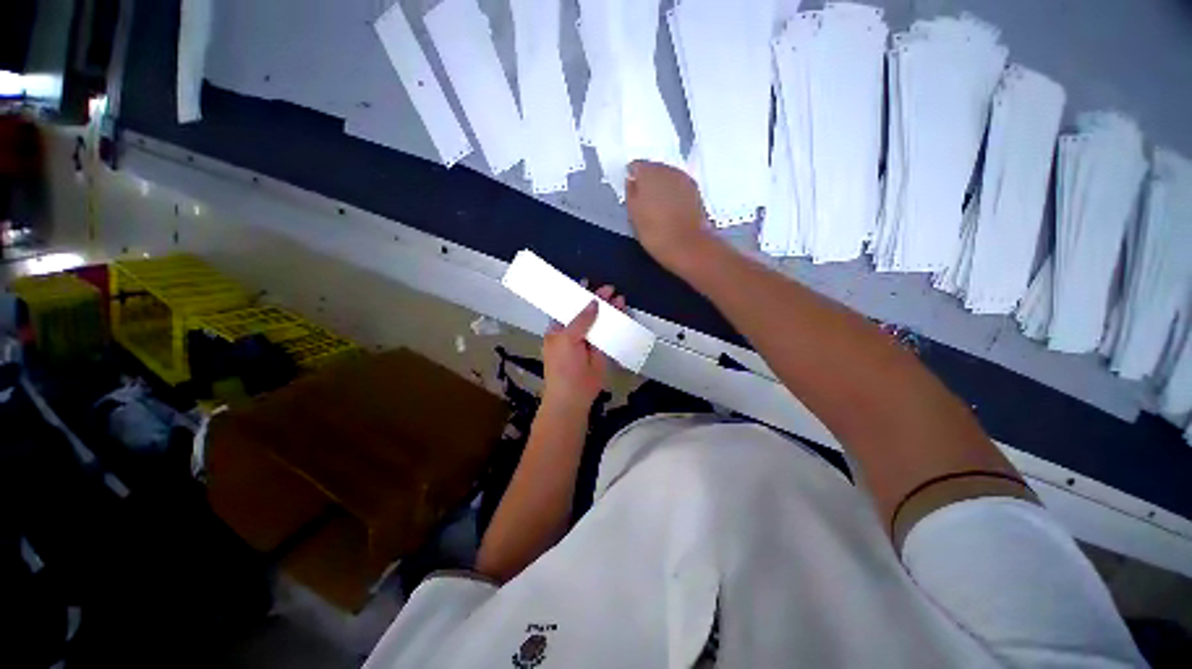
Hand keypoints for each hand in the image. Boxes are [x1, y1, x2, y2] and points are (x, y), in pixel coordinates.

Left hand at [542, 284, 625, 413]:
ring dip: (610, 310)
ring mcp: (590, 341)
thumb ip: (580, 320)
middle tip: (609, 290)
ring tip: (619, 300)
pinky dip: (617, 323)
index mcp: (559, 330)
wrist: (573, 396)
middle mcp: (575, 333)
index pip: (568, 308)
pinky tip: (622, 313)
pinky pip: (611, 333)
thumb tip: (592, 302)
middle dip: (598, 301)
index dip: (577, 296)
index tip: (586, 283)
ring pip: (601, 322)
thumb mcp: (566, 339)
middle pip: (587, 312)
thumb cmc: (562, 367)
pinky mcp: (602, 350)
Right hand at [626, 160, 720, 274]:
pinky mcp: (696, 191)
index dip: (632, 179)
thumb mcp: (634, 215)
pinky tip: (670, 210)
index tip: (630, 194)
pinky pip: (678, 187)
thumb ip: (631, 193)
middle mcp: (668, 169)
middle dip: (648, 182)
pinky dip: (673, 194)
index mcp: (649, 172)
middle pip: (654, 169)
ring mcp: (684, 179)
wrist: (689, 246)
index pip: (635, 166)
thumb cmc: (656, 233)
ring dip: (661, 188)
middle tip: (643, 202)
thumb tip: (632, 181)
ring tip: (656, 207)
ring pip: (667, 177)